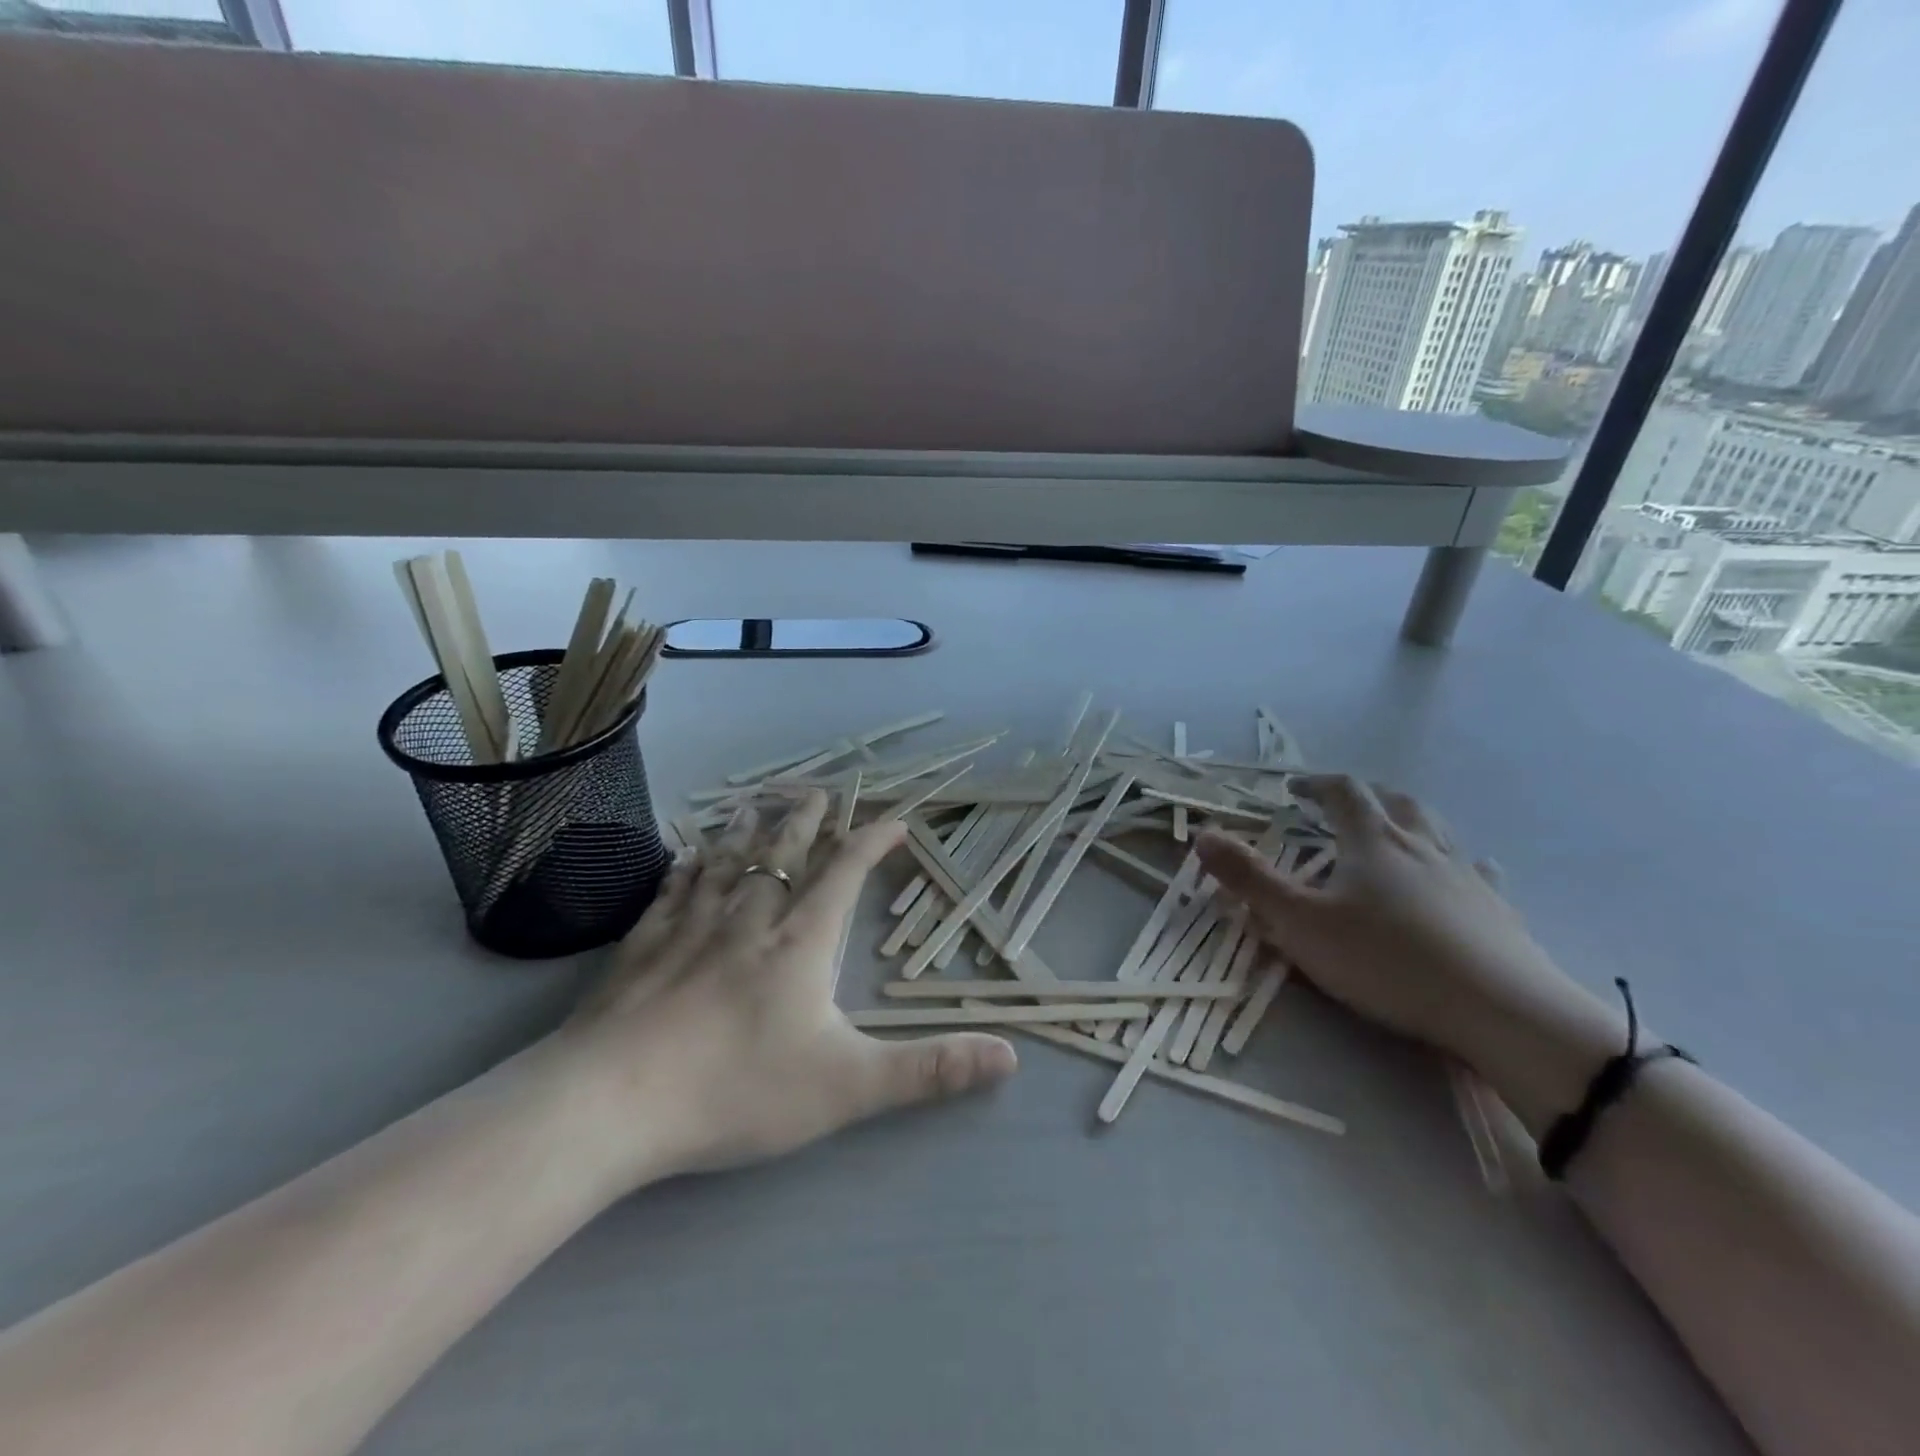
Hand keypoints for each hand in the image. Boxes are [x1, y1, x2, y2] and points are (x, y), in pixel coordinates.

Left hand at [551, 791, 1018, 1191]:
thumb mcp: (848, 1087)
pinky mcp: (643, 945)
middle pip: (784, 853)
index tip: (896, 821)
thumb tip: (1009, 1055)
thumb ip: (928, 1071)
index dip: (873, 841)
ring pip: (727, 862)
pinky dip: (686, 866)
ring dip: (749, 831)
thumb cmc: (737, 1089)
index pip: (845, 873)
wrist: (613, 1104)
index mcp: (801, 942)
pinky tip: (686, 854)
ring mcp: (691, 927)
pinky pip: (673, 889)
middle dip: (807, 821)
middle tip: (820, 793)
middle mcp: (749, 919)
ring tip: (760, 804)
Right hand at [1195, 776, 1619, 1132]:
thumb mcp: (1300, 923)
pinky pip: (1475, 870)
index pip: (1342, 791)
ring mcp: (1464, 874)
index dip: (1315, 784)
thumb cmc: (1386, 960)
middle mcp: (1420, 844)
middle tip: (1340, 804)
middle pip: (1393, 800)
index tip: (1293, 789)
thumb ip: (1249, 879)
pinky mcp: (1496, 909)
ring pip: (1435, 829)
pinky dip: (1458, 862)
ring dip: (1407, 819)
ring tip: (1392, 829)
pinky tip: (1463, 873)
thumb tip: (1203, 834)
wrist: (1500, 1010)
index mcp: (1372, 840)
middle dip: (1362, 795)